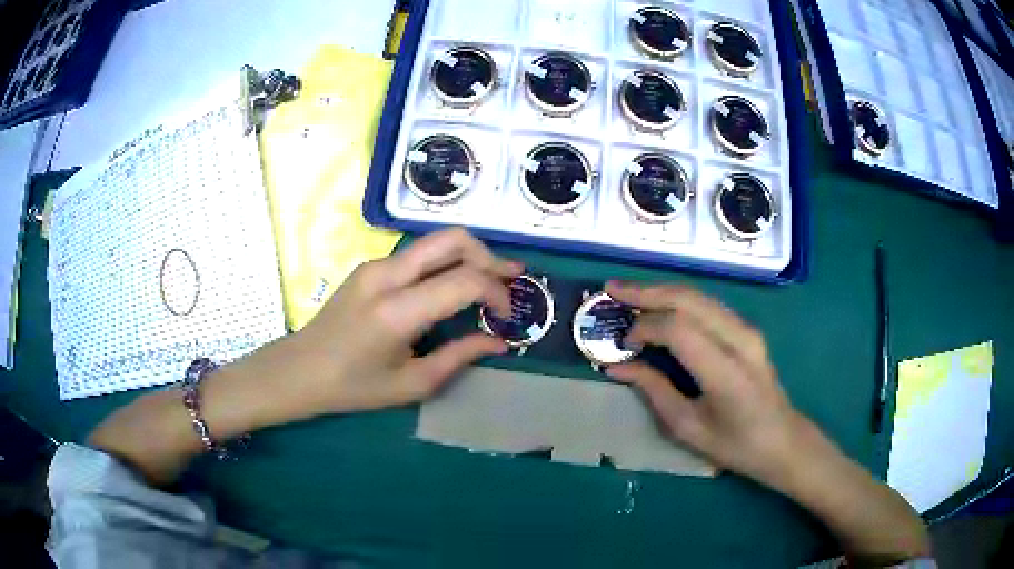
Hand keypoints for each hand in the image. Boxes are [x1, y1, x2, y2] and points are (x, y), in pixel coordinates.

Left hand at [283, 228, 521, 415]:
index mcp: (397, 310)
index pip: (464, 280)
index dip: (496, 292)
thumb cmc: (353, 387)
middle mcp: (387, 275)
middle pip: (452, 239)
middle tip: (513, 278)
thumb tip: (498, 342)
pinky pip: (418, 253)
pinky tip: (453, 285)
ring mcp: (375, 264)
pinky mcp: (370, 265)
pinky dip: (446, 262)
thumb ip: (459, 357)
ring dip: (469, 256)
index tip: (505, 317)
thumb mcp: (412, 384)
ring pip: (436, 241)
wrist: (300, 370)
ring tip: (491, 280)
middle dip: (490, 256)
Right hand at [604, 281, 808, 482]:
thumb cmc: (734, 445)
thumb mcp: (688, 428)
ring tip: (629, 294)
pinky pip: (708, 304)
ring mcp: (748, 330)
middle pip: (689, 299)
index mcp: (726, 372)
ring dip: (662, 291)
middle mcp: (741, 340)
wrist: (782, 439)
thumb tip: (617, 365)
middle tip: (612, 290)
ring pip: (699, 295)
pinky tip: (660, 305)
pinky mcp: (748, 329)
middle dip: (647, 292)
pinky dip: (679, 300)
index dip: (645, 327)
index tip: (622, 342)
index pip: (679, 329)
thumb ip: (653, 390)